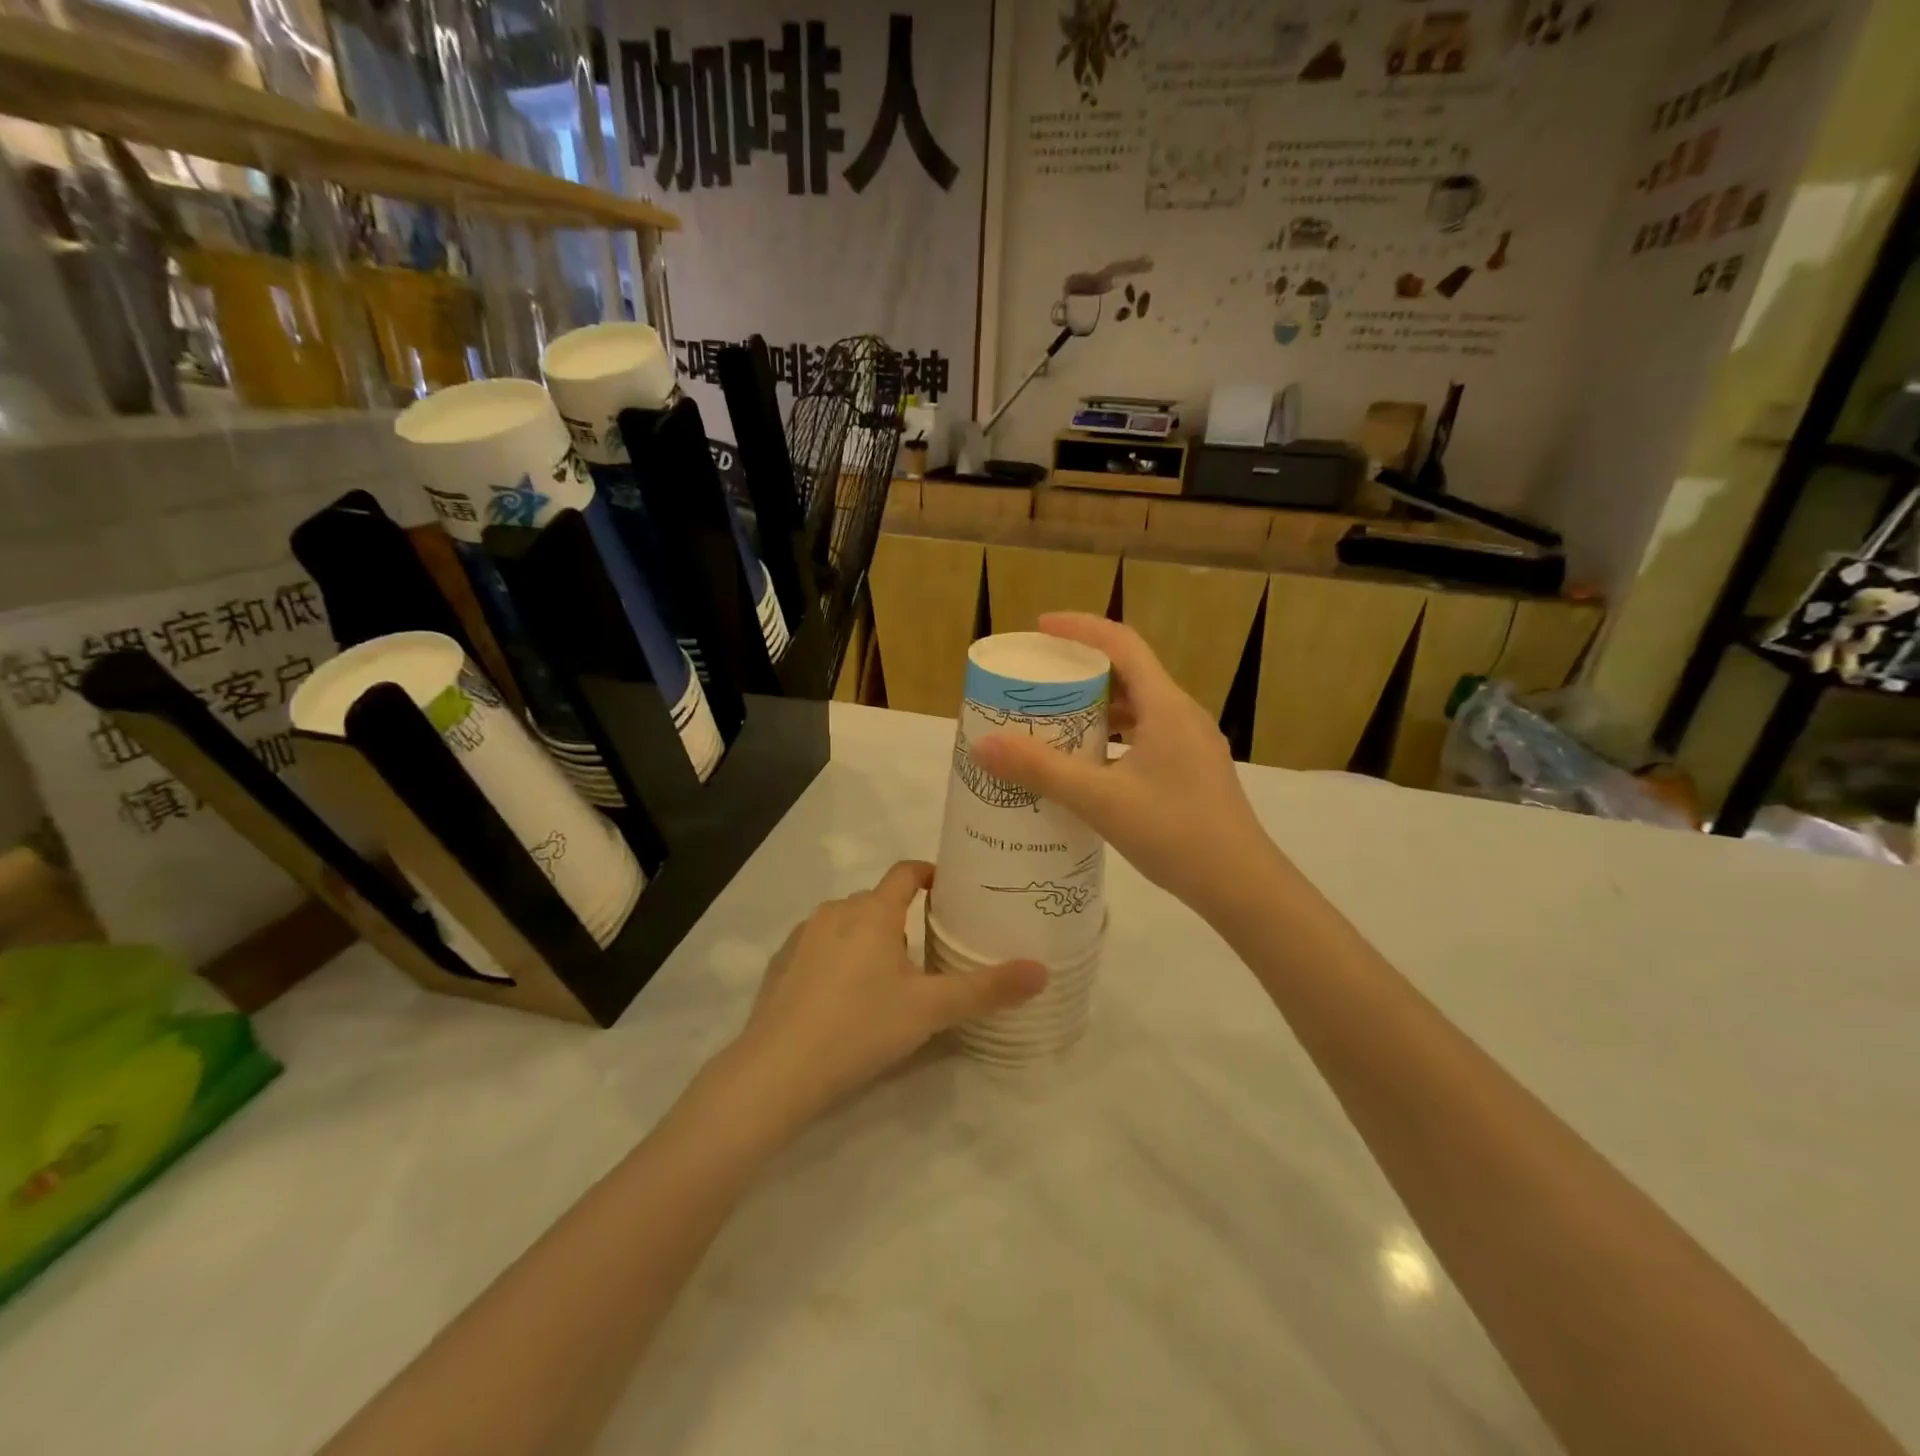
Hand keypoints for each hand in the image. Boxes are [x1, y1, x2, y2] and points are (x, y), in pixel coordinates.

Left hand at [730, 862, 1044, 1122]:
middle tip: (930, 951)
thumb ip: (987, 989)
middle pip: (878, 902)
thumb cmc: (861, 1027)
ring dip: (870, 940)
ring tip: (890, 979)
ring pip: (847, 925)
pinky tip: (844, 1000)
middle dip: (904, 919)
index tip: (950, 891)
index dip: (930, 874)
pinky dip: (838, 960)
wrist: (777, 1071)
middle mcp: (836, 912)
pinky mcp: (780, 964)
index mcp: (873, 912)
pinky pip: (819, 948)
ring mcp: (803, 937)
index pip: (906, 872)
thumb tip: (1042, 971)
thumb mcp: (931, 1010)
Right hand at [971, 614, 1277, 917]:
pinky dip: (1115, 737)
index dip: (1080, 628)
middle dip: (1083, 670)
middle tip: (1041, 681)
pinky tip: (1090, 766)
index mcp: (1167, 706)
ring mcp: (1192, 744)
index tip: (1040, 629)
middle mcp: (1183, 715)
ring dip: (1099, 707)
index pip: (1122, 643)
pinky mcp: (1193, 771)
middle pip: (1130, 673)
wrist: (1242, 886)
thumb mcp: (1100, 800)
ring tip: (1057, 720)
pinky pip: (1147, 736)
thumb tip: (983, 744)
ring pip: (1140, 708)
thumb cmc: (1175, 833)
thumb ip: (1042, 770)